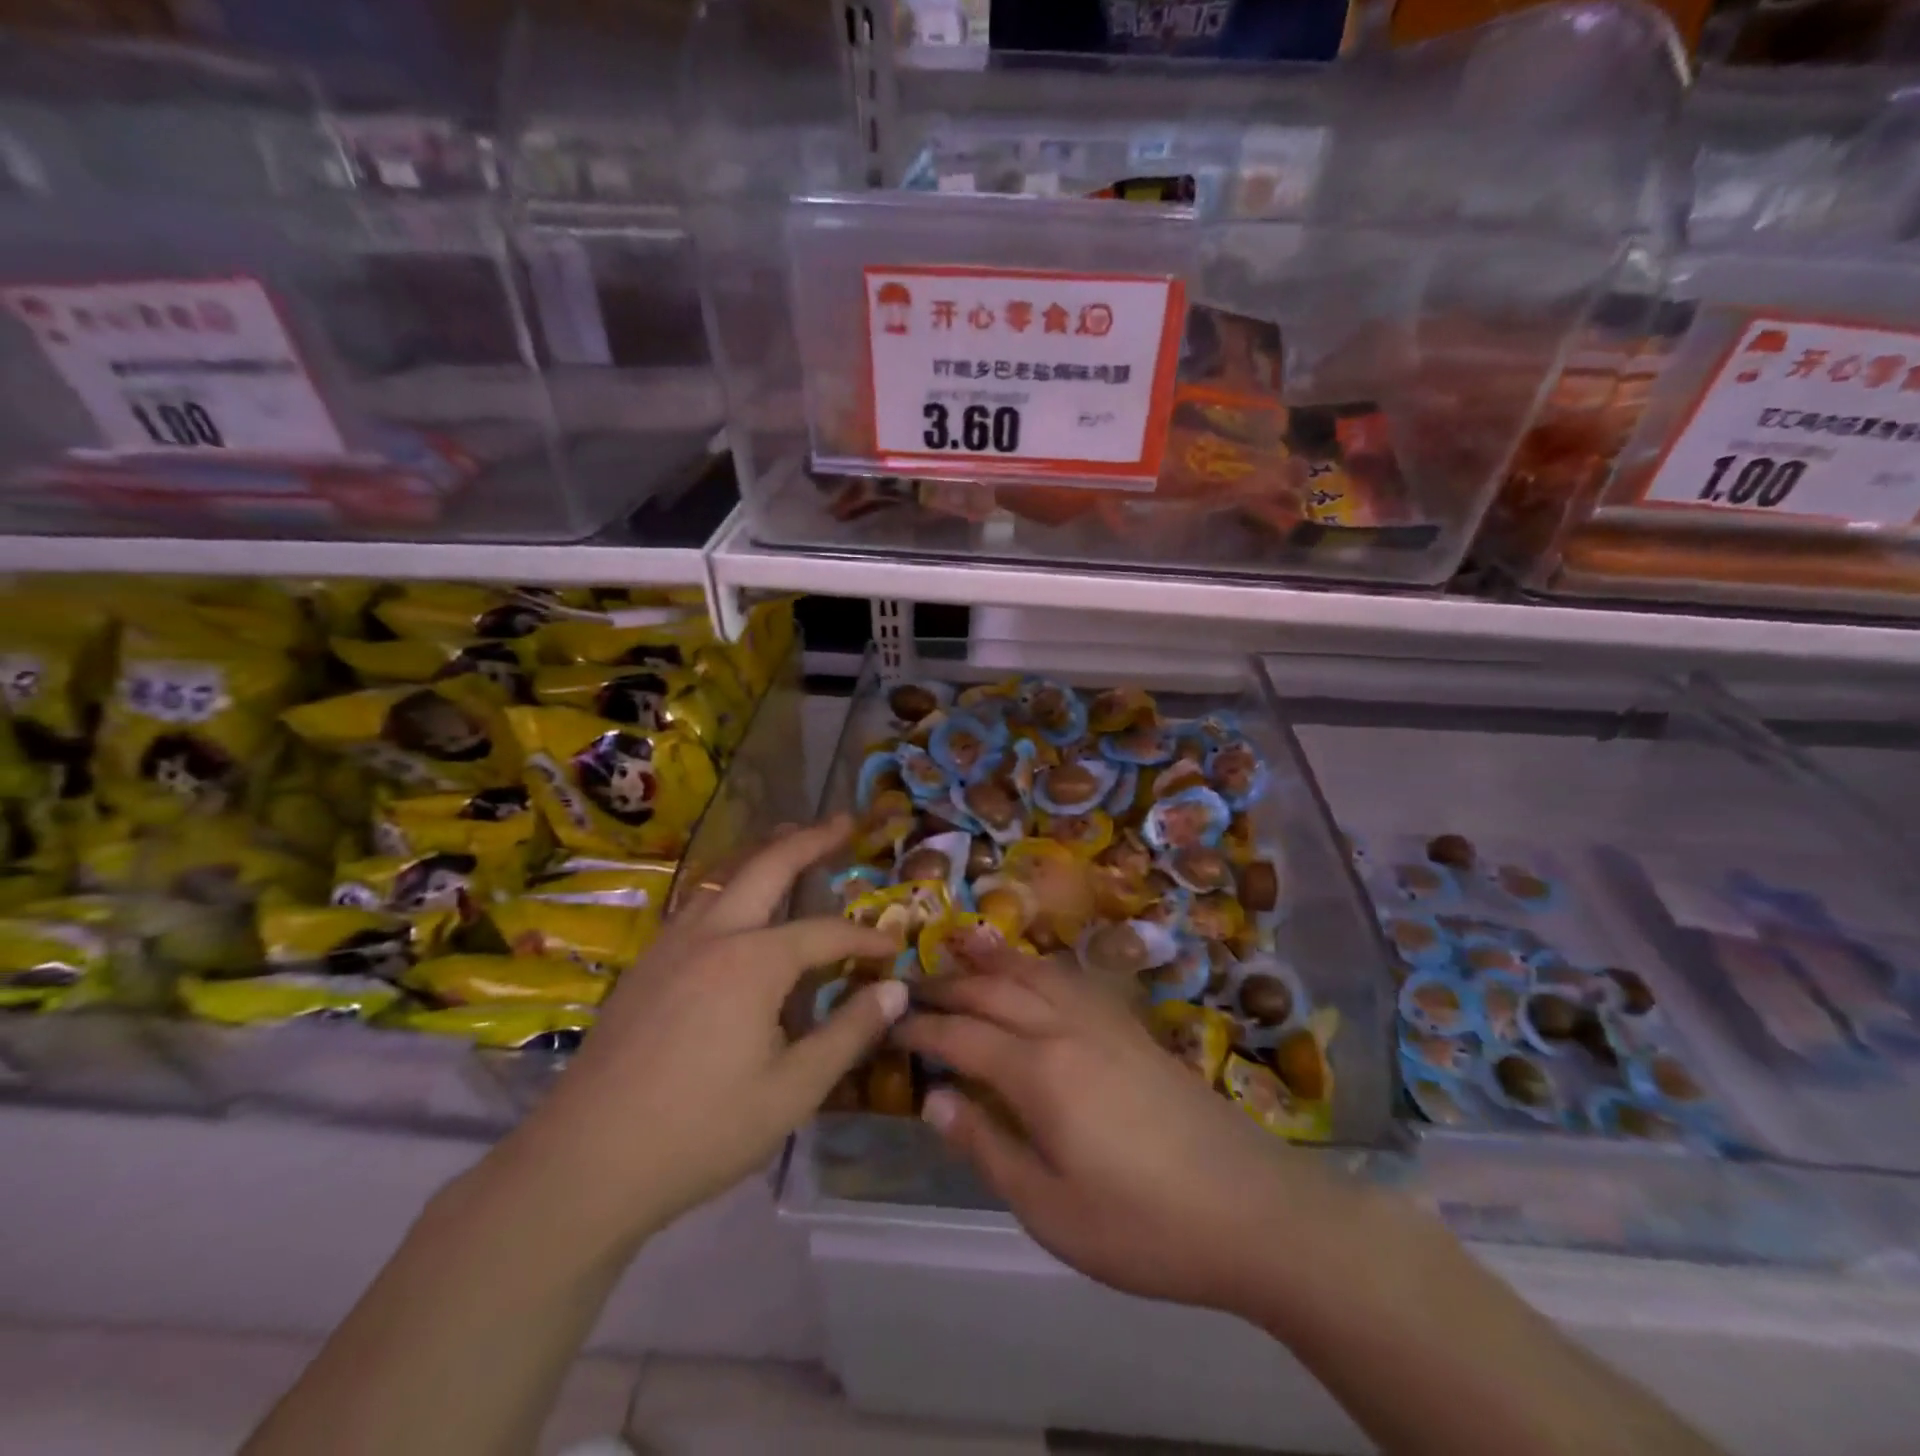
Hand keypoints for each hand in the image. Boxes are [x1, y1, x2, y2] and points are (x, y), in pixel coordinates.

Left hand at [493, 818, 905, 1243]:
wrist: (584, 1163)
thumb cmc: (702, 1131)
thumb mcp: (793, 1091)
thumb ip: (849, 1032)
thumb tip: (895, 990)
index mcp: (754, 961)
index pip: (826, 932)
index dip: (865, 938)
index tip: (893, 948)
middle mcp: (713, 934)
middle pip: (768, 865)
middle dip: (811, 839)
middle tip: (844, 820)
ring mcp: (671, 945)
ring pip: (724, 876)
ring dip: (763, 853)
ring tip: (790, 838)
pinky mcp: (644, 966)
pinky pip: (696, 904)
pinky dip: (729, 885)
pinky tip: (734, 905)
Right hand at [897, 937, 1359, 1317]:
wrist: (1251, 1210)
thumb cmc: (1142, 1225)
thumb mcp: (1050, 1209)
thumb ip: (987, 1146)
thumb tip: (935, 1099)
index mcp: (1039, 1071)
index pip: (961, 1035)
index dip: (921, 1030)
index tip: (889, 1025)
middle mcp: (1066, 1028)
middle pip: (994, 991)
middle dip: (947, 987)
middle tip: (911, 989)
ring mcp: (1105, 1021)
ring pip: (1034, 972)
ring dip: (992, 963)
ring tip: (962, 955)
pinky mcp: (1134, 1028)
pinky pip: (1072, 979)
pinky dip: (1039, 967)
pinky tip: (1035, 973)